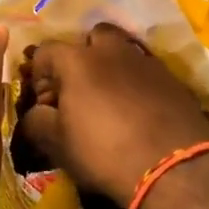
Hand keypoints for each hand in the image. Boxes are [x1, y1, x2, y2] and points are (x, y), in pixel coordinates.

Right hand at [18, 23, 208, 206]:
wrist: (174, 171)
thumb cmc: (105, 154)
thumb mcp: (58, 144)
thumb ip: (36, 120)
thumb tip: (35, 112)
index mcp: (77, 60)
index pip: (46, 51)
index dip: (39, 74)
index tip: (44, 101)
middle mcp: (111, 50)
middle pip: (91, 37)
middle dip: (81, 56)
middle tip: (79, 88)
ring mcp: (145, 60)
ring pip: (122, 50)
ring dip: (111, 66)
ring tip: (109, 97)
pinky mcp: (172, 78)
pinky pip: (145, 70)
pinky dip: (136, 82)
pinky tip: (137, 109)